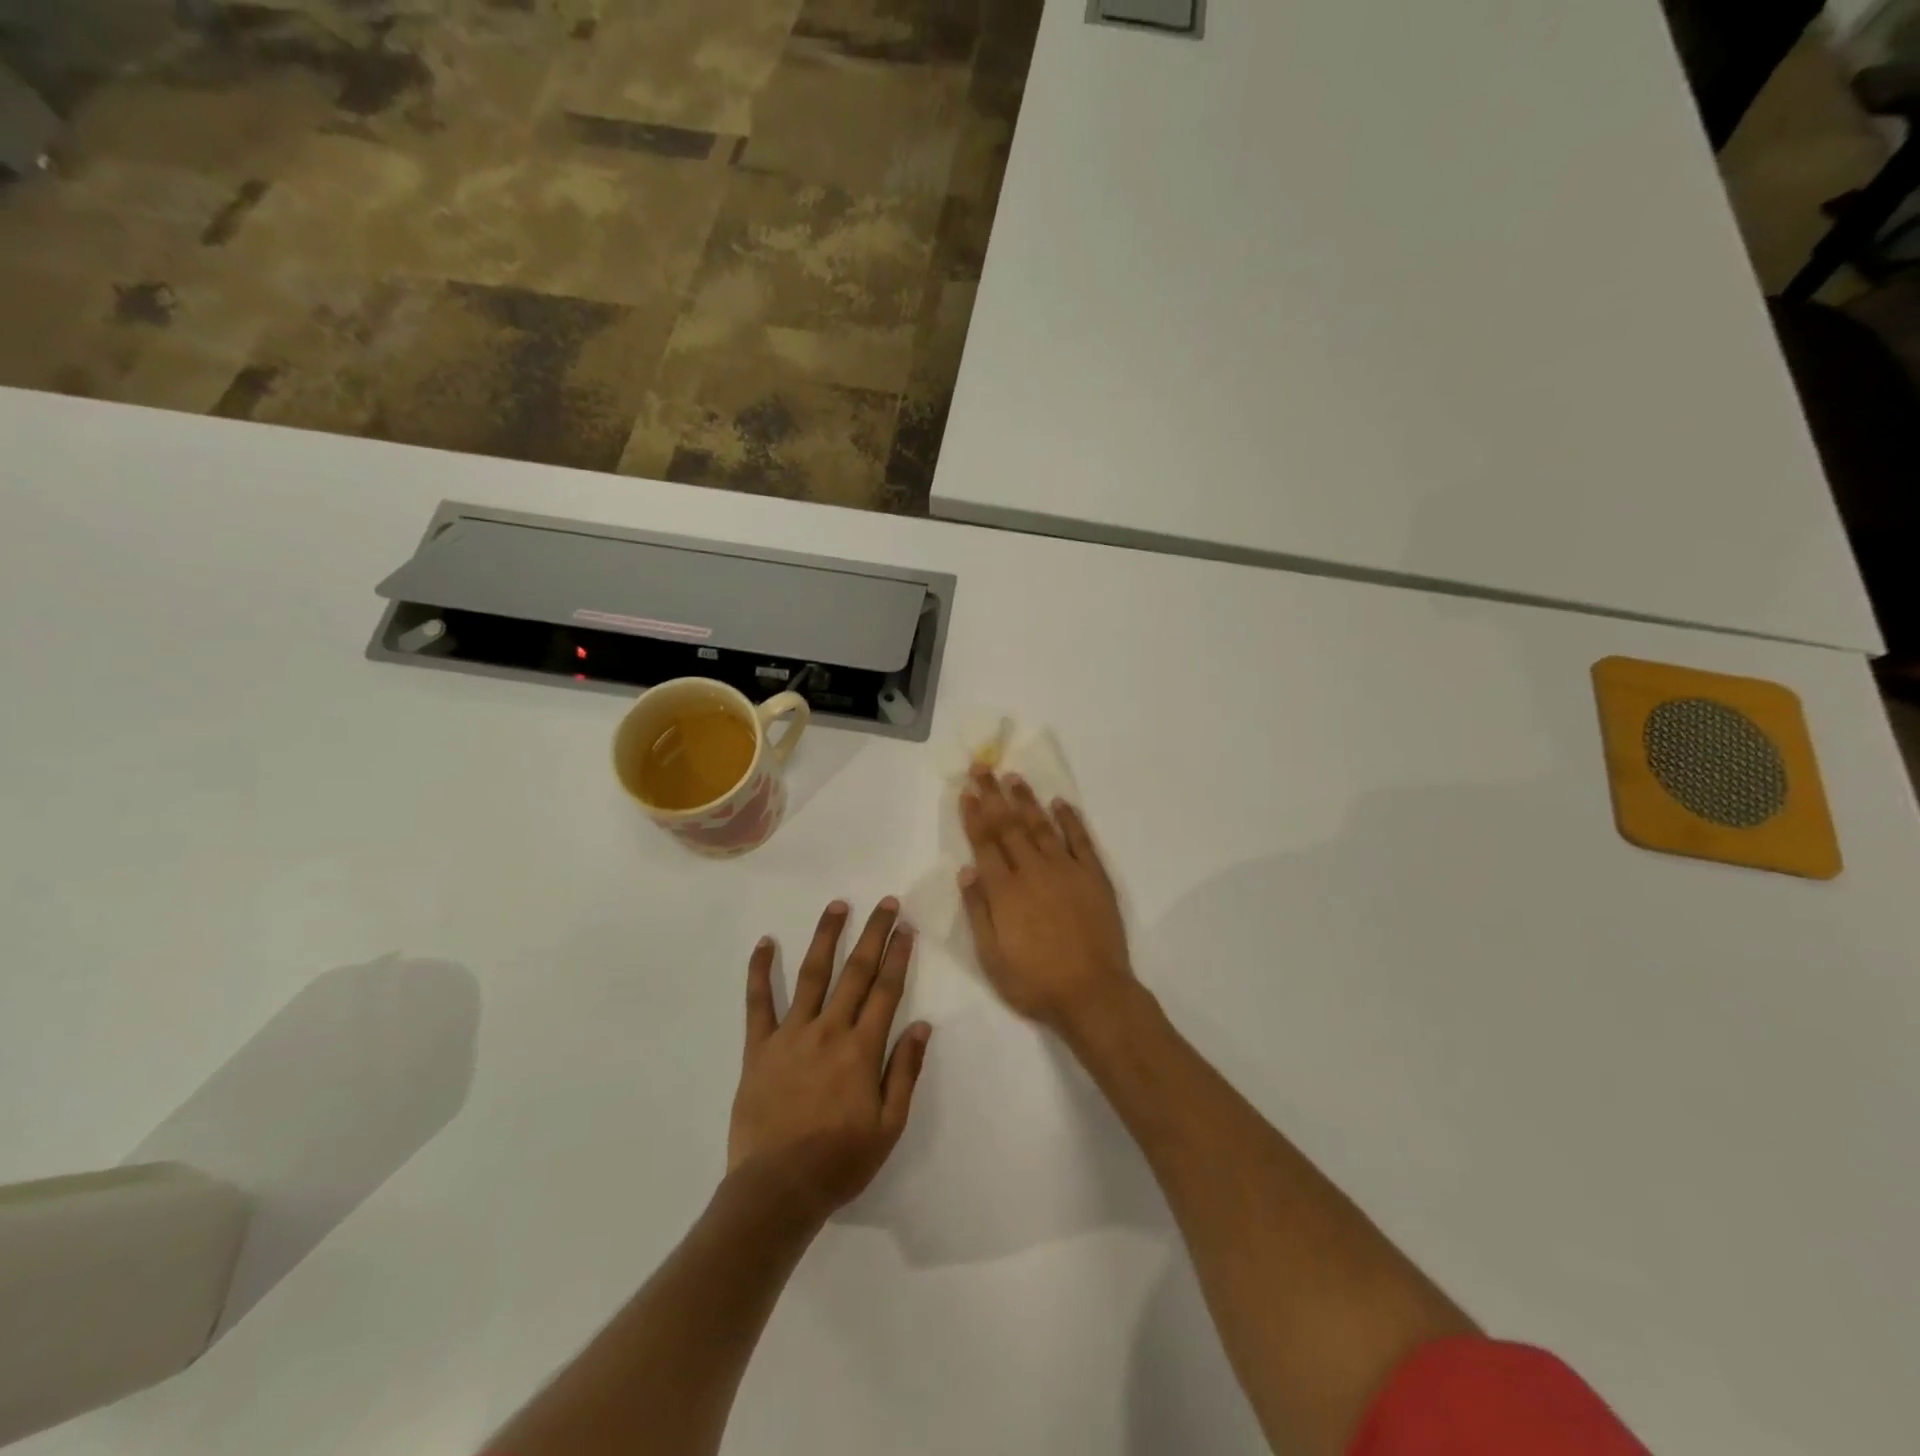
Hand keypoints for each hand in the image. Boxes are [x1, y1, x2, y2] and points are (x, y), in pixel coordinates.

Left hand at [728, 899, 930, 1222]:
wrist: (777, 1191)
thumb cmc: (839, 1162)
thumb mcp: (889, 1126)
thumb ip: (905, 1072)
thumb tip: (923, 1026)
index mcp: (861, 1050)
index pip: (885, 990)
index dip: (898, 956)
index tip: (906, 928)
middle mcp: (828, 1031)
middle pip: (855, 972)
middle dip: (873, 934)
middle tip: (885, 903)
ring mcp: (790, 1035)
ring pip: (811, 975)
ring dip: (826, 937)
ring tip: (837, 905)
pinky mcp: (759, 1048)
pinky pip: (758, 1002)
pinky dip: (760, 970)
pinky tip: (764, 942)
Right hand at [957, 767, 1133, 1032]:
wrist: (1093, 994)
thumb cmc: (1035, 982)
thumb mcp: (991, 957)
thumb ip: (978, 910)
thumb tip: (966, 870)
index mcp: (1005, 891)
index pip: (985, 843)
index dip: (975, 815)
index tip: (967, 791)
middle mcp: (1033, 871)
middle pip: (1009, 826)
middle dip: (994, 795)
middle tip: (982, 767)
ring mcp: (1066, 870)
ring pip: (1042, 826)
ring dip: (1026, 800)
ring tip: (1014, 776)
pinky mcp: (1094, 877)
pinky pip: (1080, 840)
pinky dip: (1070, 819)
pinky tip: (1060, 803)